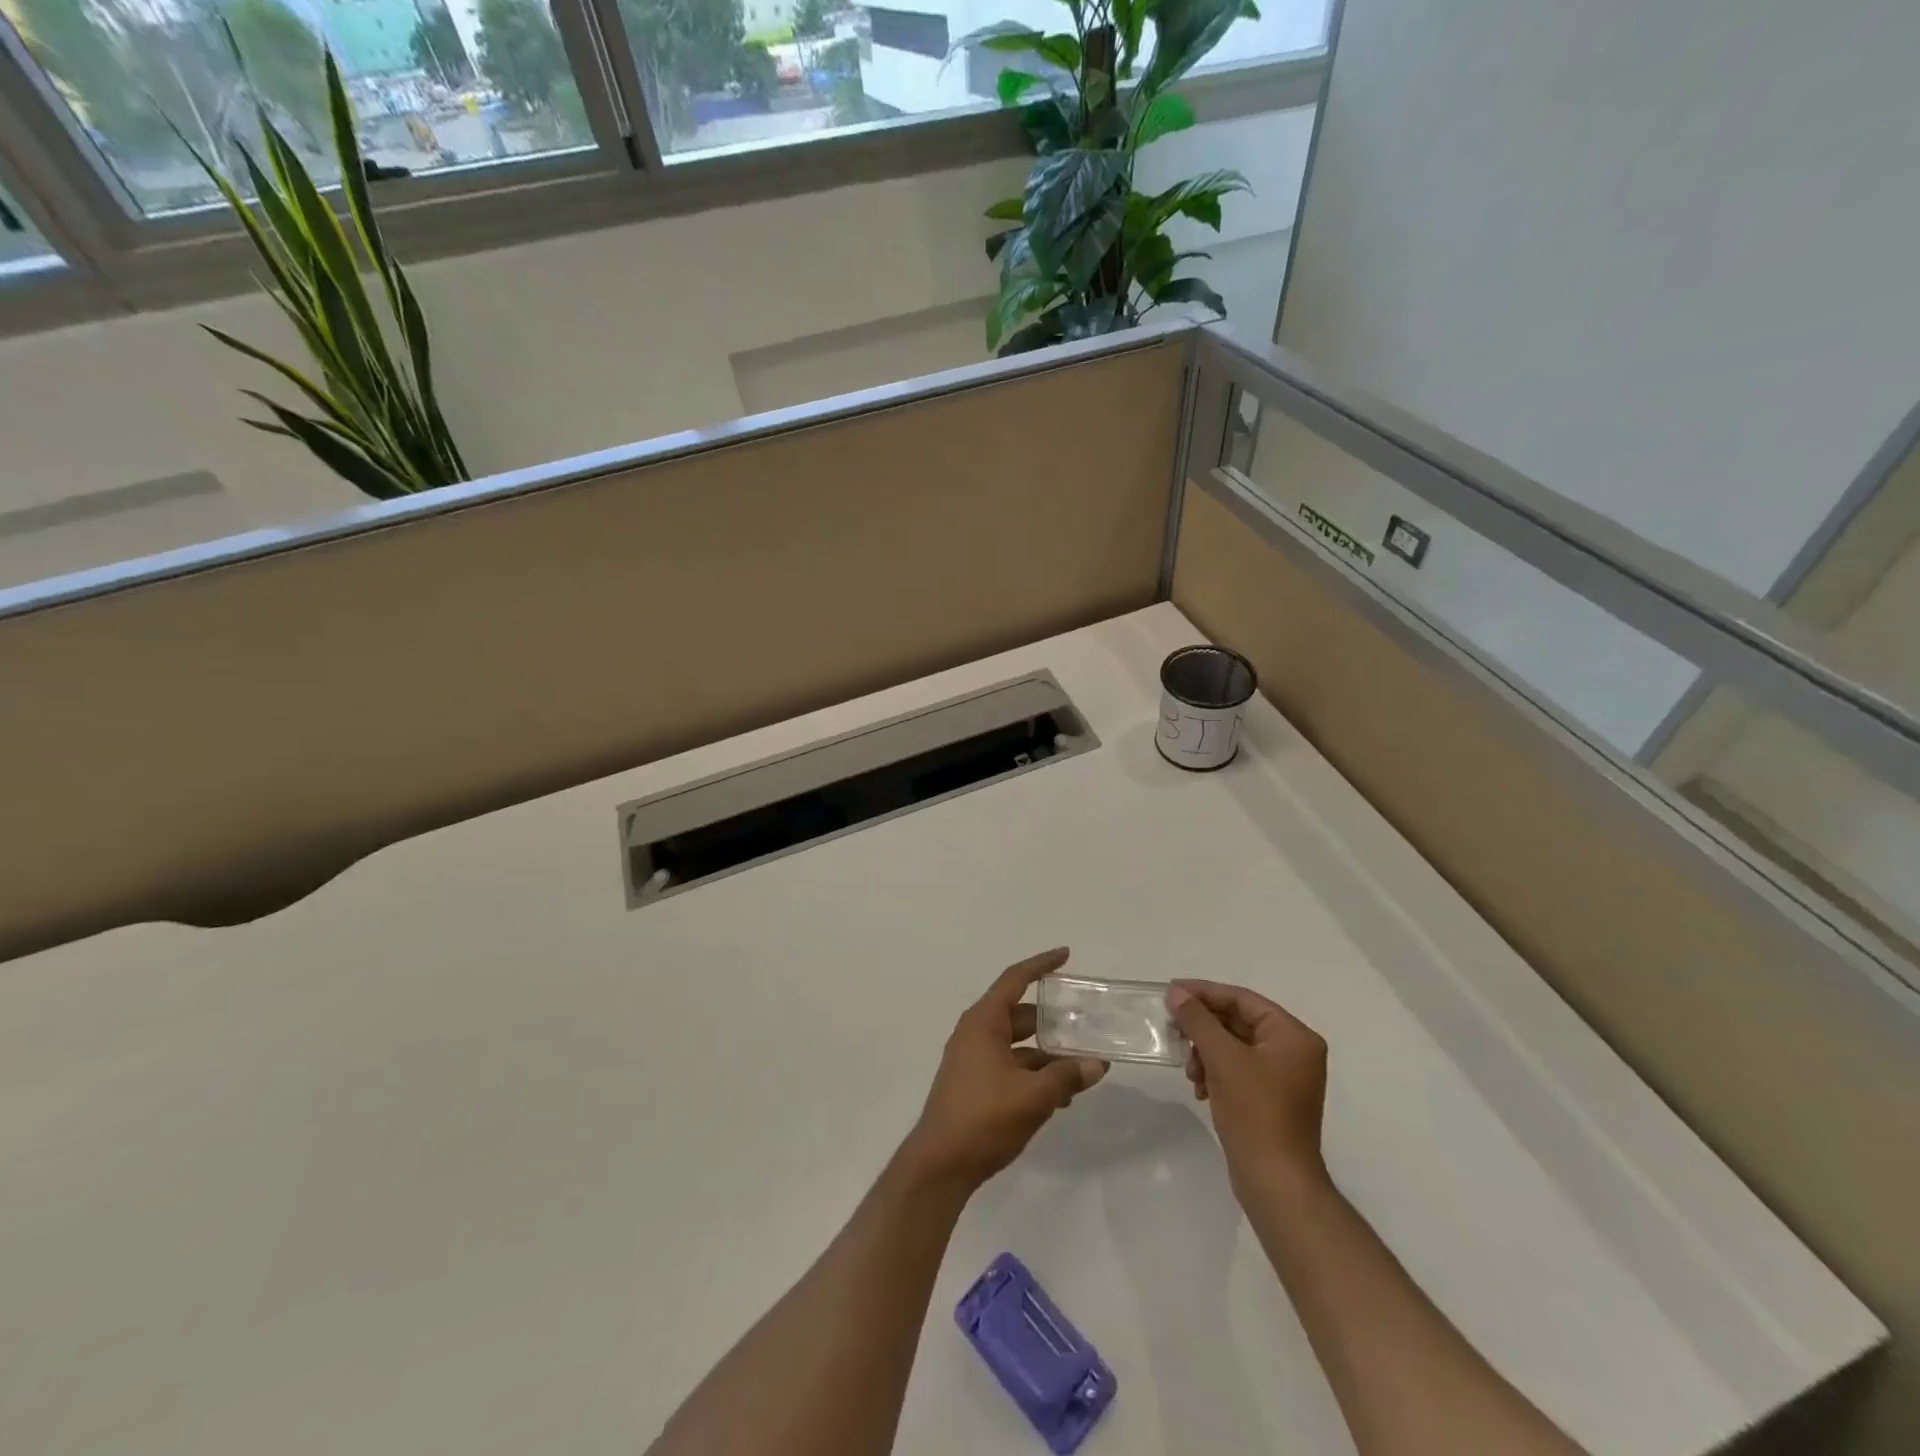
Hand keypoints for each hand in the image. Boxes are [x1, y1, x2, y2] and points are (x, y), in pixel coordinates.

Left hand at [903, 948, 1107, 1192]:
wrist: (940, 1165)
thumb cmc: (983, 1118)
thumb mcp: (1033, 1096)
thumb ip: (1067, 1077)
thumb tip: (1098, 1064)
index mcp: (983, 1022)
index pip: (1015, 979)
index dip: (1041, 965)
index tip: (1065, 955)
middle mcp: (976, 1033)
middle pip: (1021, 1014)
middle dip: (1053, 1019)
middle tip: (1086, 1022)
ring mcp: (973, 1059)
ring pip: (1018, 1045)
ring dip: (1048, 1053)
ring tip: (1082, 1066)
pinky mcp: (975, 1084)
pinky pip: (1011, 1066)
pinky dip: (1035, 1073)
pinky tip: (1061, 1095)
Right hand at [1167, 979, 1328, 1196]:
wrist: (1276, 1182)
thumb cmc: (1255, 1112)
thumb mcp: (1222, 1058)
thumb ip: (1198, 1020)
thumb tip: (1176, 992)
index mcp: (1293, 1036)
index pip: (1243, 999)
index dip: (1205, 992)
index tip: (1171, 991)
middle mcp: (1293, 1051)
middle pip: (1238, 1022)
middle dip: (1203, 1028)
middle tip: (1172, 1028)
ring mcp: (1283, 1077)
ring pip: (1234, 1047)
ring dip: (1206, 1053)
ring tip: (1189, 1071)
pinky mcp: (1270, 1099)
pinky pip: (1237, 1070)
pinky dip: (1215, 1072)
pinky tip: (1200, 1088)